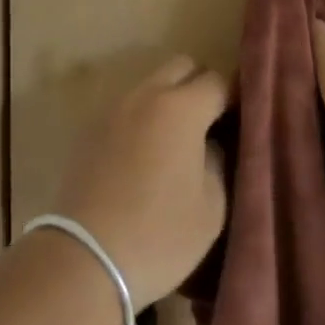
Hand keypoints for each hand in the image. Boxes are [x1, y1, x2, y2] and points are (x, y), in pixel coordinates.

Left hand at [48, 54, 229, 310]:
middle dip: (199, 85)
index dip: (232, 97)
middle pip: (181, 66)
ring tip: (176, 140)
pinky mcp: (92, 127)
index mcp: (181, 108)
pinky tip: (145, 154)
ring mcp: (115, 108)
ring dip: (169, 99)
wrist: (85, 258)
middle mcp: (147, 94)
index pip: (217, 80)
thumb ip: (218, 161)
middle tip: (209, 124)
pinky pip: (128, 106)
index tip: (239, 121)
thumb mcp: (211, 208)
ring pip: (152, 83)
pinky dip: (143, 116)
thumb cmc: (159, 235)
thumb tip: (210, 142)